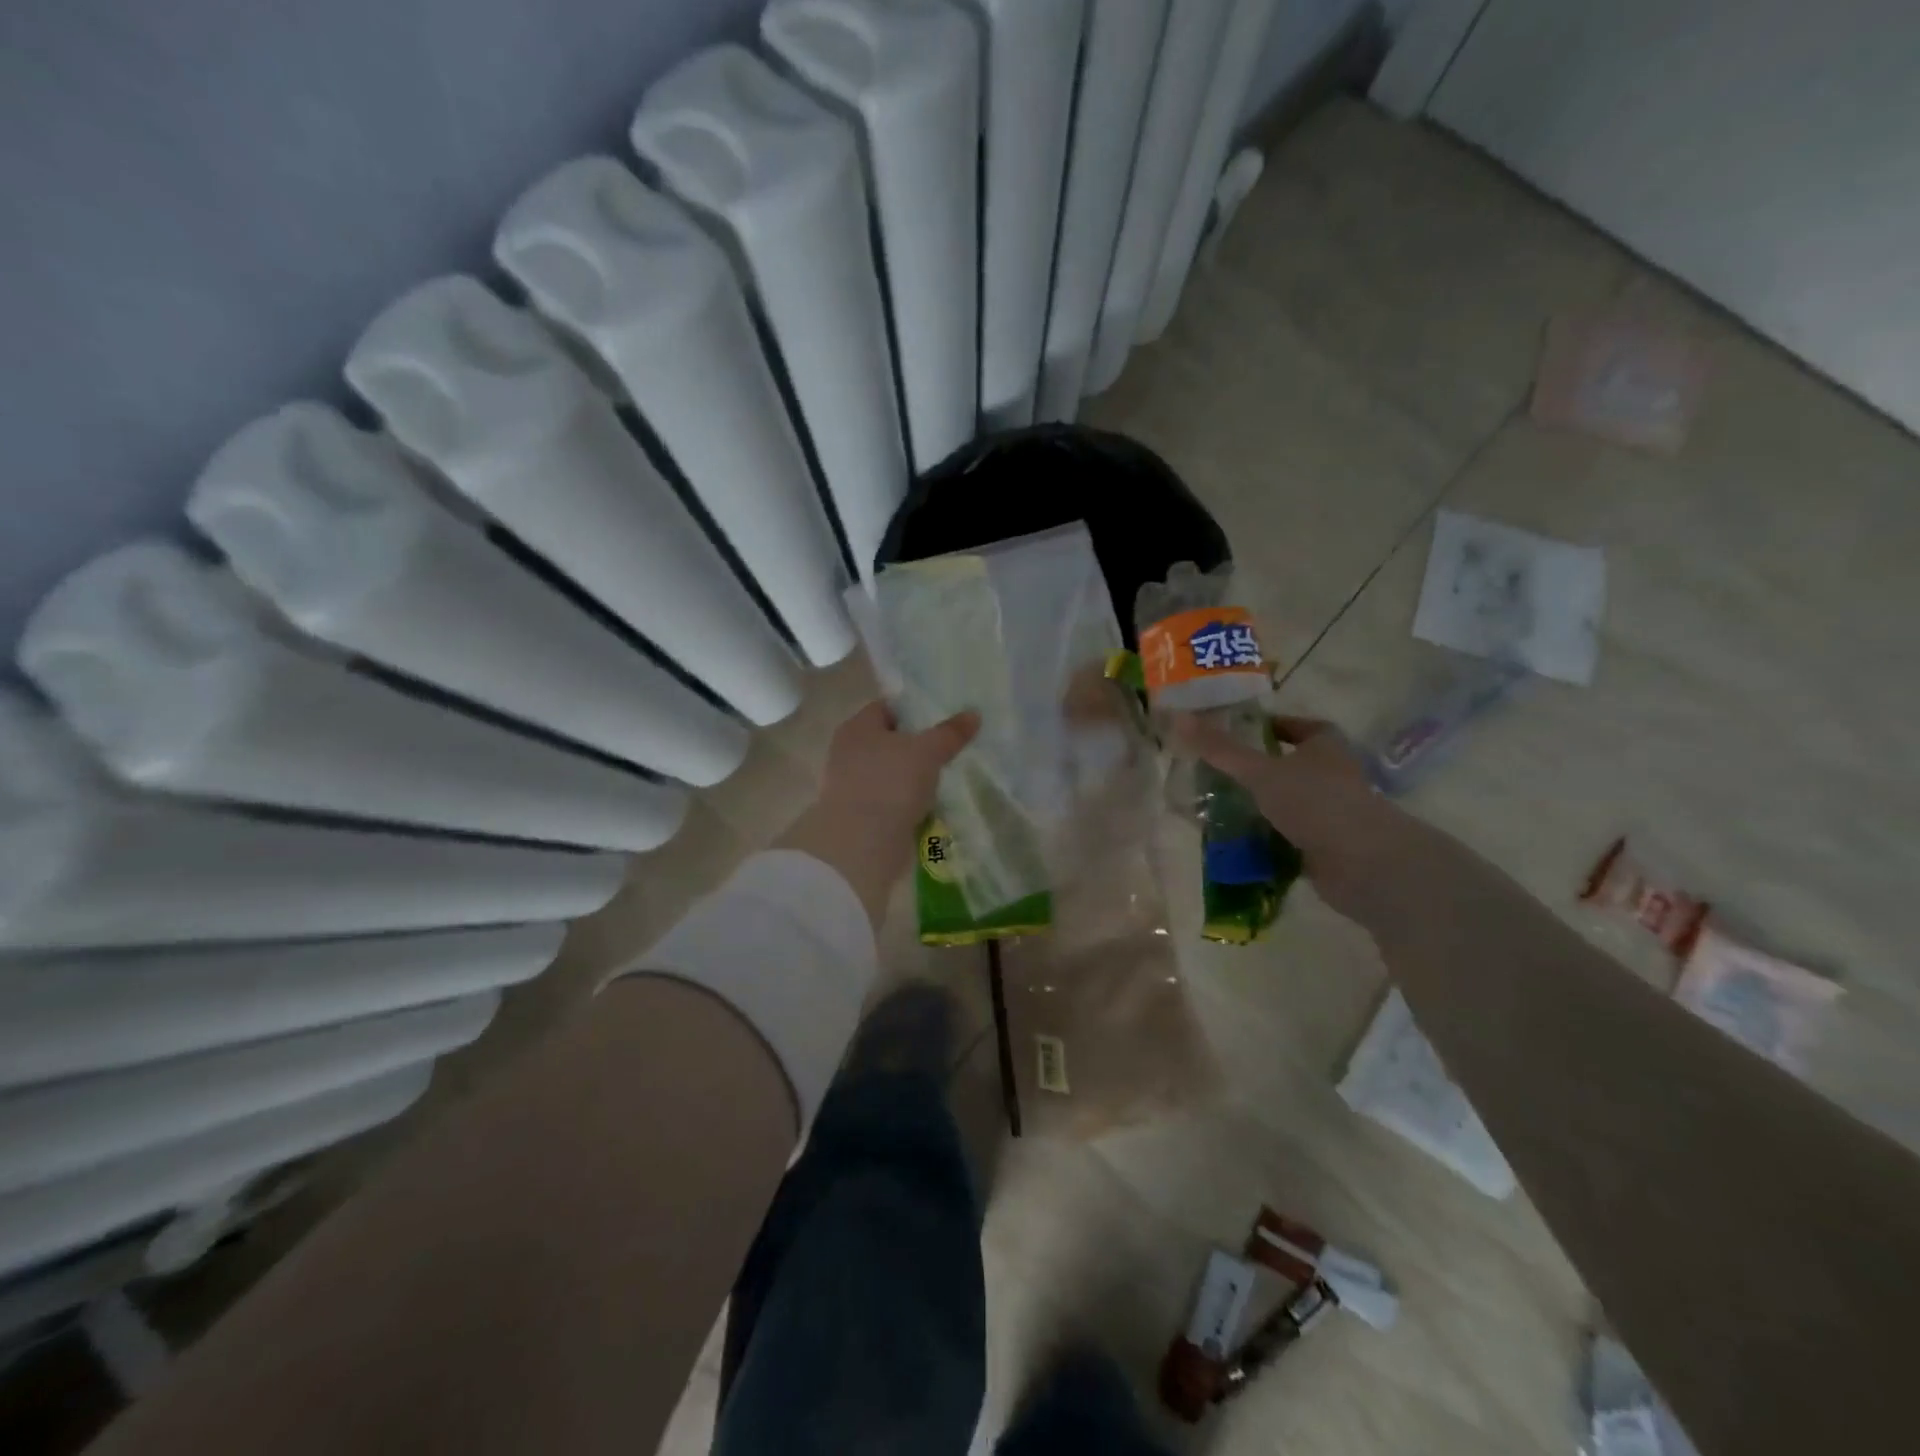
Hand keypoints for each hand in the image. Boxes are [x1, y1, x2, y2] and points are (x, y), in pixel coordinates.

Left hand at [778, 700, 978, 926]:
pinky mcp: (860, 816)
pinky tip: (930, 806)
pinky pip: (891, 801)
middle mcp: (848, 752)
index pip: (886, 708)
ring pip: (891, 773)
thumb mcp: (927, 751)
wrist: (861, 845)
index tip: (942, 718)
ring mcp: (852, 786)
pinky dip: (908, 803)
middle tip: (950, 748)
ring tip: (946, 779)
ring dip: (914, 778)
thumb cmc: (890, 783)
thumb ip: (950, 732)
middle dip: (917, 746)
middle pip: (889, 742)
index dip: (914, 710)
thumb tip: (973, 714)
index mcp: (857, 727)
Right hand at [1174, 713, 1397, 924]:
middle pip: (1291, 766)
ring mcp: (1332, 812)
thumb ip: (1221, 749)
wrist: (1362, 864)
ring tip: (1218, 808)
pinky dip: (1267, 839)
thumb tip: (1178, 718)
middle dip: (1257, 771)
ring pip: (1288, 803)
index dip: (1272, 728)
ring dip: (1259, 806)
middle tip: (1217, 773)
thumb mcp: (1260, 772)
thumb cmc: (1315, 802)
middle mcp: (1333, 775)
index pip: (1300, 727)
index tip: (1238, 734)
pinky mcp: (1327, 846)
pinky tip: (1237, 843)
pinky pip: (1289, 836)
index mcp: (1326, 746)